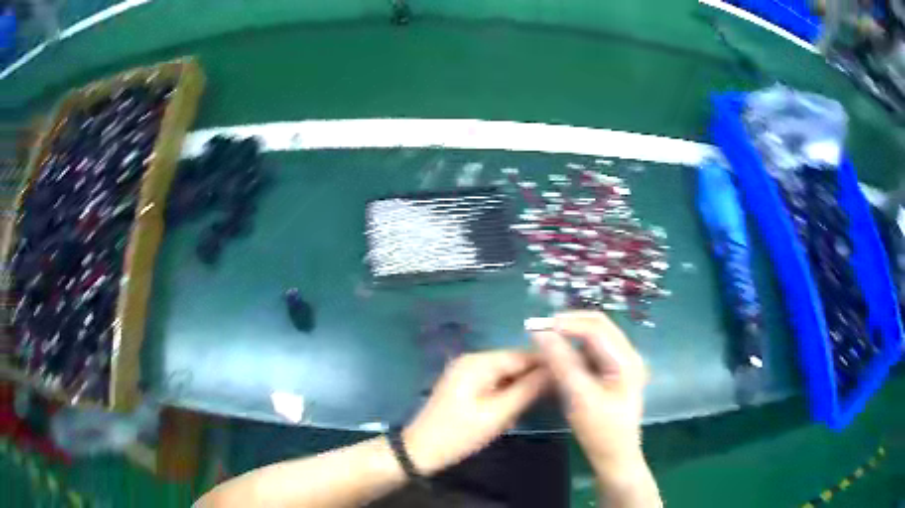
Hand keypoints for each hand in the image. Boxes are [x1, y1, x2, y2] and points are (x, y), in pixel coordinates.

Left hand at [403, 350, 549, 474]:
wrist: (420, 450)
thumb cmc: (459, 434)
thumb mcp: (498, 414)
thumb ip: (528, 390)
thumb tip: (556, 369)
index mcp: (479, 362)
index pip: (522, 355)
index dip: (547, 364)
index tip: (570, 375)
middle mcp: (473, 360)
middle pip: (514, 362)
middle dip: (534, 377)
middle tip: (557, 394)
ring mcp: (467, 371)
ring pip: (506, 373)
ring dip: (522, 387)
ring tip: (540, 403)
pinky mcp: (465, 385)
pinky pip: (495, 382)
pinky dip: (507, 393)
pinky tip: (515, 409)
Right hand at [533, 311, 648, 477]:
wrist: (616, 457)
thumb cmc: (600, 430)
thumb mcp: (579, 396)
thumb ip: (562, 363)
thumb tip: (540, 334)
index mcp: (626, 359)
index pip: (596, 328)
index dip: (566, 323)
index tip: (537, 326)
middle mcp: (628, 355)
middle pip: (598, 326)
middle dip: (569, 324)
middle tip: (541, 330)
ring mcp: (623, 363)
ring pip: (595, 337)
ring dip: (572, 336)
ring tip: (547, 343)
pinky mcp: (615, 373)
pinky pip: (594, 352)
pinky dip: (576, 350)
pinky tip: (561, 358)